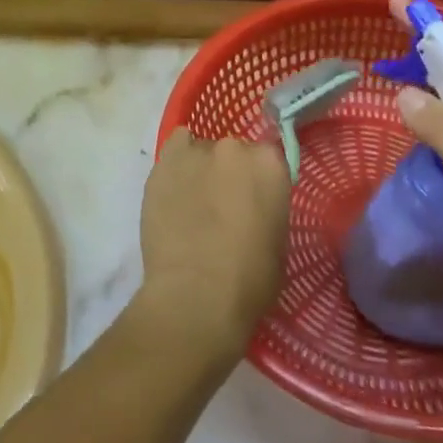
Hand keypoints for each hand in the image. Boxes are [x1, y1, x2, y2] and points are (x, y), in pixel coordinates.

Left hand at [132, 127, 290, 362]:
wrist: (195, 295)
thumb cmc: (249, 281)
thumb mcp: (278, 244)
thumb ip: (268, 210)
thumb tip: (254, 208)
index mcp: (270, 165)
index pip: (268, 159)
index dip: (259, 182)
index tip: (253, 202)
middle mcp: (235, 148)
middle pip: (234, 152)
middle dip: (230, 174)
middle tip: (224, 206)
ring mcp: (197, 151)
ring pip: (202, 151)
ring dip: (201, 170)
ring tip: (193, 203)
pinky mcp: (164, 161)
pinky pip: (175, 149)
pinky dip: (177, 163)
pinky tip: (174, 187)